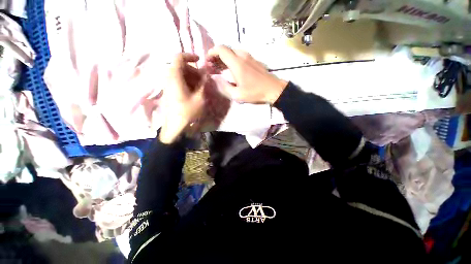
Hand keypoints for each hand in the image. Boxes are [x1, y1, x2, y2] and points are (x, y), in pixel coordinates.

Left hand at [160, 53, 206, 143]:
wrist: (174, 126)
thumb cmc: (187, 112)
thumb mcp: (199, 98)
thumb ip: (203, 84)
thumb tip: (206, 73)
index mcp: (174, 77)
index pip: (178, 57)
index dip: (189, 56)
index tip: (199, 60)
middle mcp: (168, 78)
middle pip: (180, 66)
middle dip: (194, 70)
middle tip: (204, 79)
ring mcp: (167, 85)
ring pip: (180, 74)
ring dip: (192, 77)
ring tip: (201, 87)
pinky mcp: (169, 91)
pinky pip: (178, 81)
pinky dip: (187, 82)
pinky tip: (195, 91)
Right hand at [206, 45, 287, 103]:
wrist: (273, 89)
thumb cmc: (255, 93)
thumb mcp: (237, 95)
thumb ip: (224, 86)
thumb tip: (215, 78)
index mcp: (237, 63)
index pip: (221, 49)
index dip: (212, 52)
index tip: (207, 60)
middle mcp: (242, 56)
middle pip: (226, 49)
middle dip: (217, 56)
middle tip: (212, 66)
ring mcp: (250, 57)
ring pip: (233, 52)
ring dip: (225, 58)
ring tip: (220, 68)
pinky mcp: (254, 60)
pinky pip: (240, 56)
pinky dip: (232, 60)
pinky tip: (231, 69)